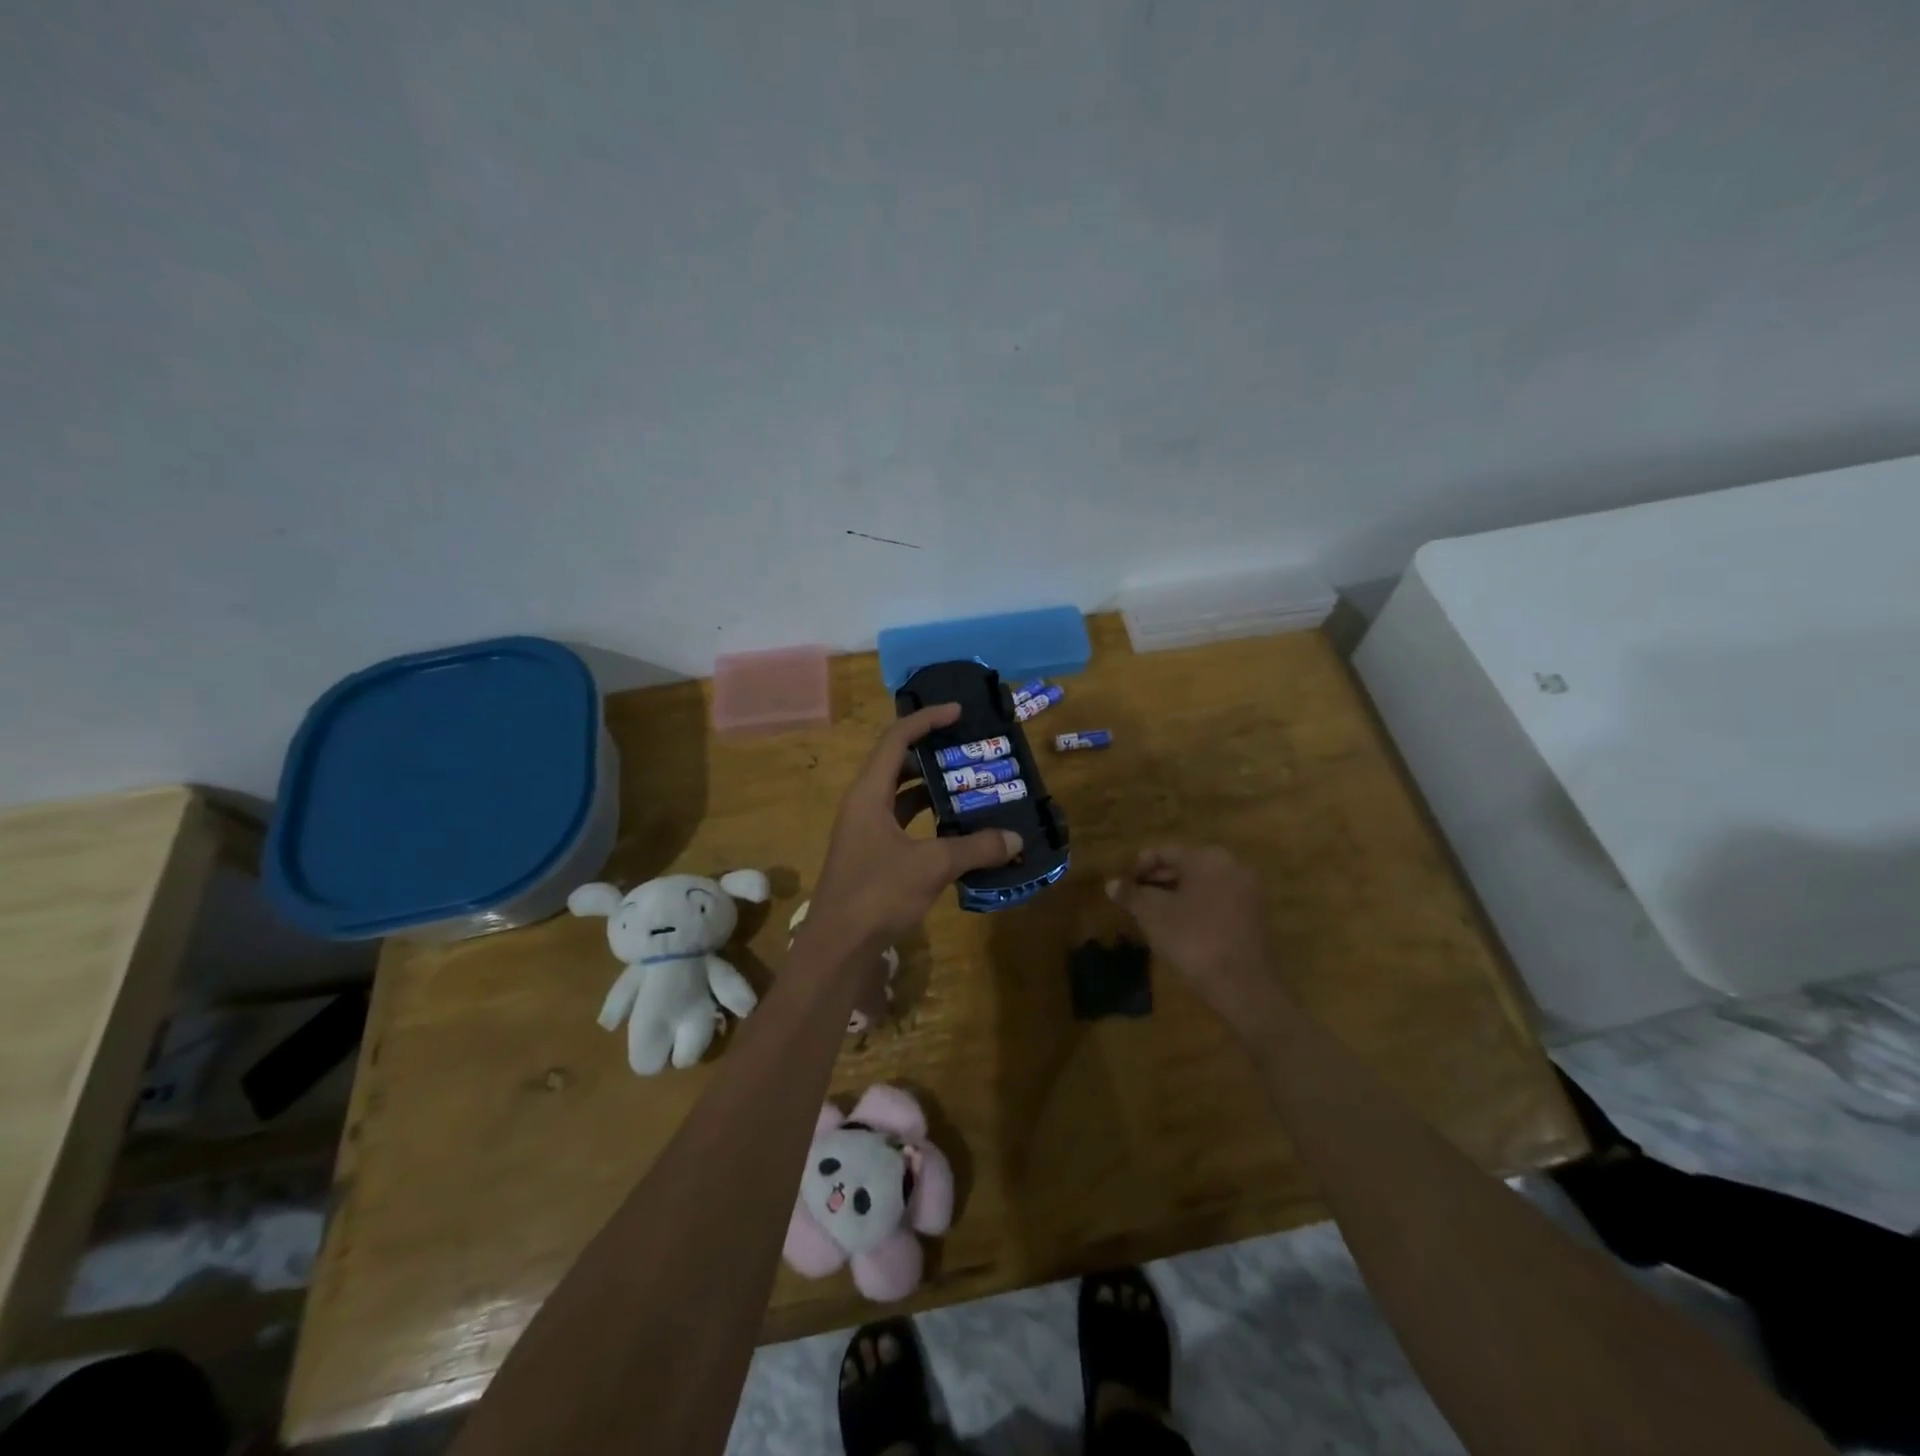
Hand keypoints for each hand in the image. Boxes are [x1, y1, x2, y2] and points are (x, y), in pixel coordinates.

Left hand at [805, 704, 1021, 953]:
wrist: (837, 947)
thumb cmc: (877, 894)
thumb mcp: (931, 866)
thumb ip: (975, 848)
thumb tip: (1016, 839)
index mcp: (869, 793)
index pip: (897, 739)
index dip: (927, 720)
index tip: (958, 711)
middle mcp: (863, 804)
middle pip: (897, 763)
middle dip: (933, 753)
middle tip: (969, 749)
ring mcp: (865, 830)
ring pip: (901, 795)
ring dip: (932, 788)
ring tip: (970, 784)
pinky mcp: (871, 854)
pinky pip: (904, 823)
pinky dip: (928, 819)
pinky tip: (957, 829)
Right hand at [1106, 845, 1274, 1014]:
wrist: (1243, 987)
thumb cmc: (1193, 940)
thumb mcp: (1153, 915)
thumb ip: (1131, 895)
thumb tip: (1111, 884)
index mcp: (1208, 857)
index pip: (1165, 851)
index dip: (1138, 866)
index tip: (1121, 885)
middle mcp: (1232, 865)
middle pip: (1185, 865)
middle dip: (1157, 881)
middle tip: (1134, 900)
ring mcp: (1248, 890)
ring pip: (1202, 884)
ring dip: (1175, 895)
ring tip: (1152, 914)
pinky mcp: (1255, 915)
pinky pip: (1217, 900)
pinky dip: (1196, 907)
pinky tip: (1179, 926)